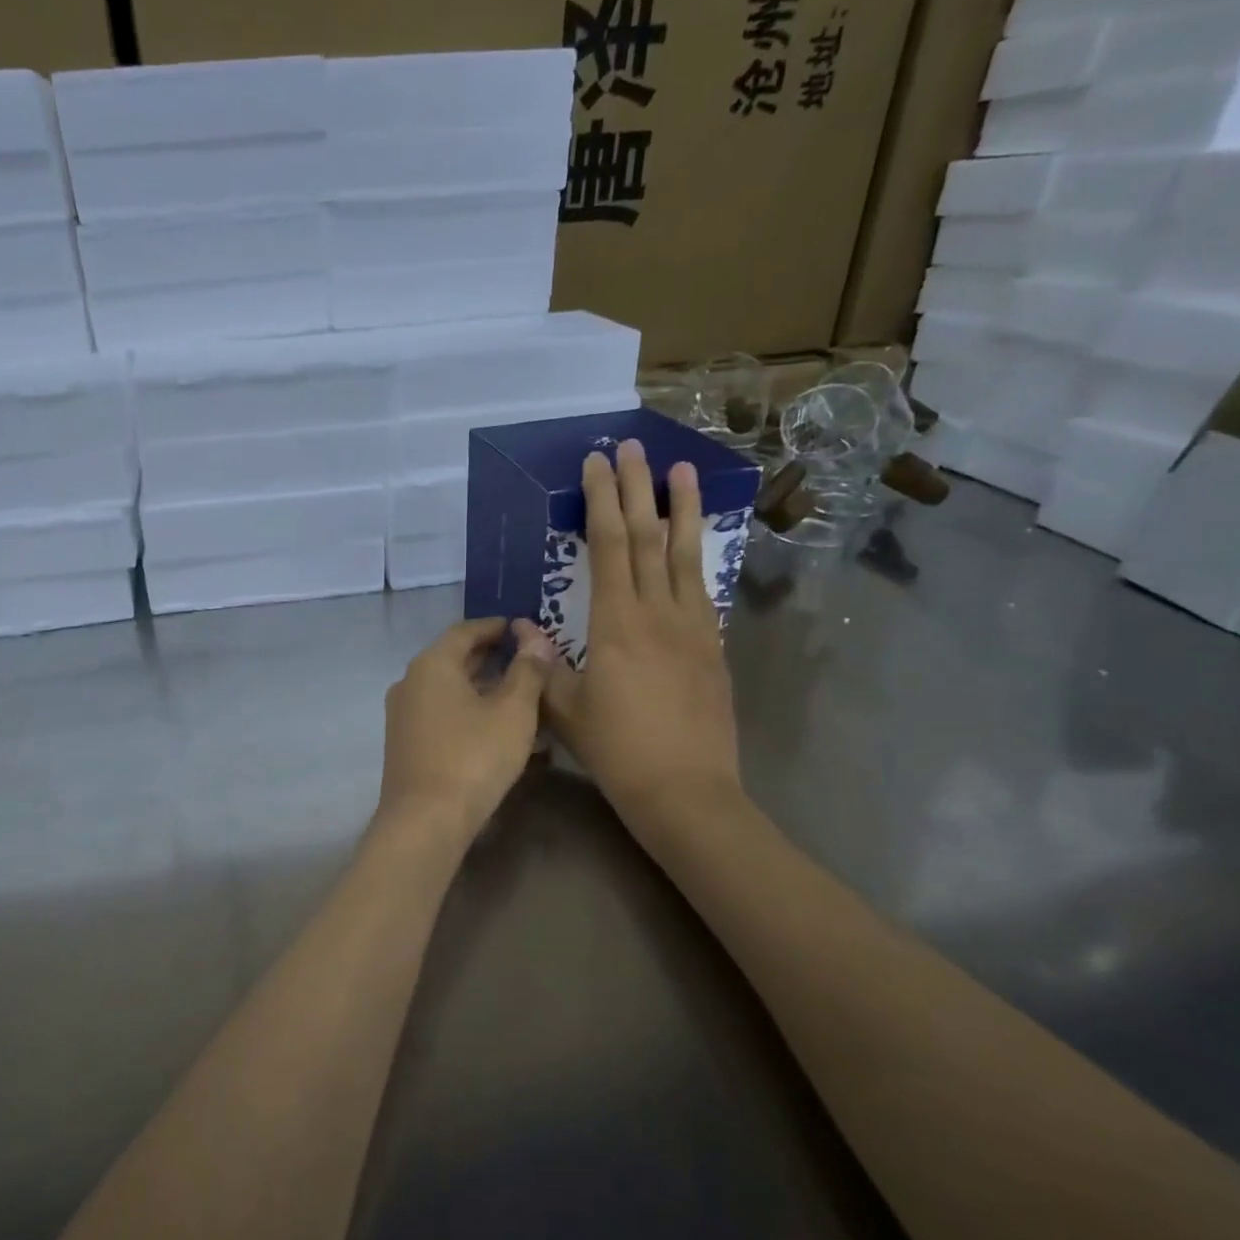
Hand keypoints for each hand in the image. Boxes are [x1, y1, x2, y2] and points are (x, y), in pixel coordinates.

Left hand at [378, 616, 553, 842]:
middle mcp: (410, 682)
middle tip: (525, 658)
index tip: (521, 627)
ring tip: (519, 694)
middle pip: (454, 659)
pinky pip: (442, 713)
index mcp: (431, 664)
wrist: (424, 820)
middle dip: (490, 657)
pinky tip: (496, 727)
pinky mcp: (406, 742)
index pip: (465, 631)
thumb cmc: (473, 757)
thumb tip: (537, 639)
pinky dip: (469, 711)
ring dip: (482, 687)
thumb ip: (528, 671)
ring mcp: (404, 714)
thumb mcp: (513, 712)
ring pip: (449, 689)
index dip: (495, 627)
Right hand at [544, 442, 742, 839]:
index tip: (597, 464)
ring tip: (681, 470)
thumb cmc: (616, 750)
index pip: (608, 545)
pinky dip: (694, 557)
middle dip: (636, 489)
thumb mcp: (564, 709)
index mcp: (617, 622)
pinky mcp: (712, 647)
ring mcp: (693, 628)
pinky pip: (701, 589)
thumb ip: (545, 664)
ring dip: (681, 510)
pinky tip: (692, 546)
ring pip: (685, 555)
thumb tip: (526, 628)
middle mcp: (659, 613)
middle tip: (633, 446)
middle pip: (647, 537)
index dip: (601, 500)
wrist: (687, 792)